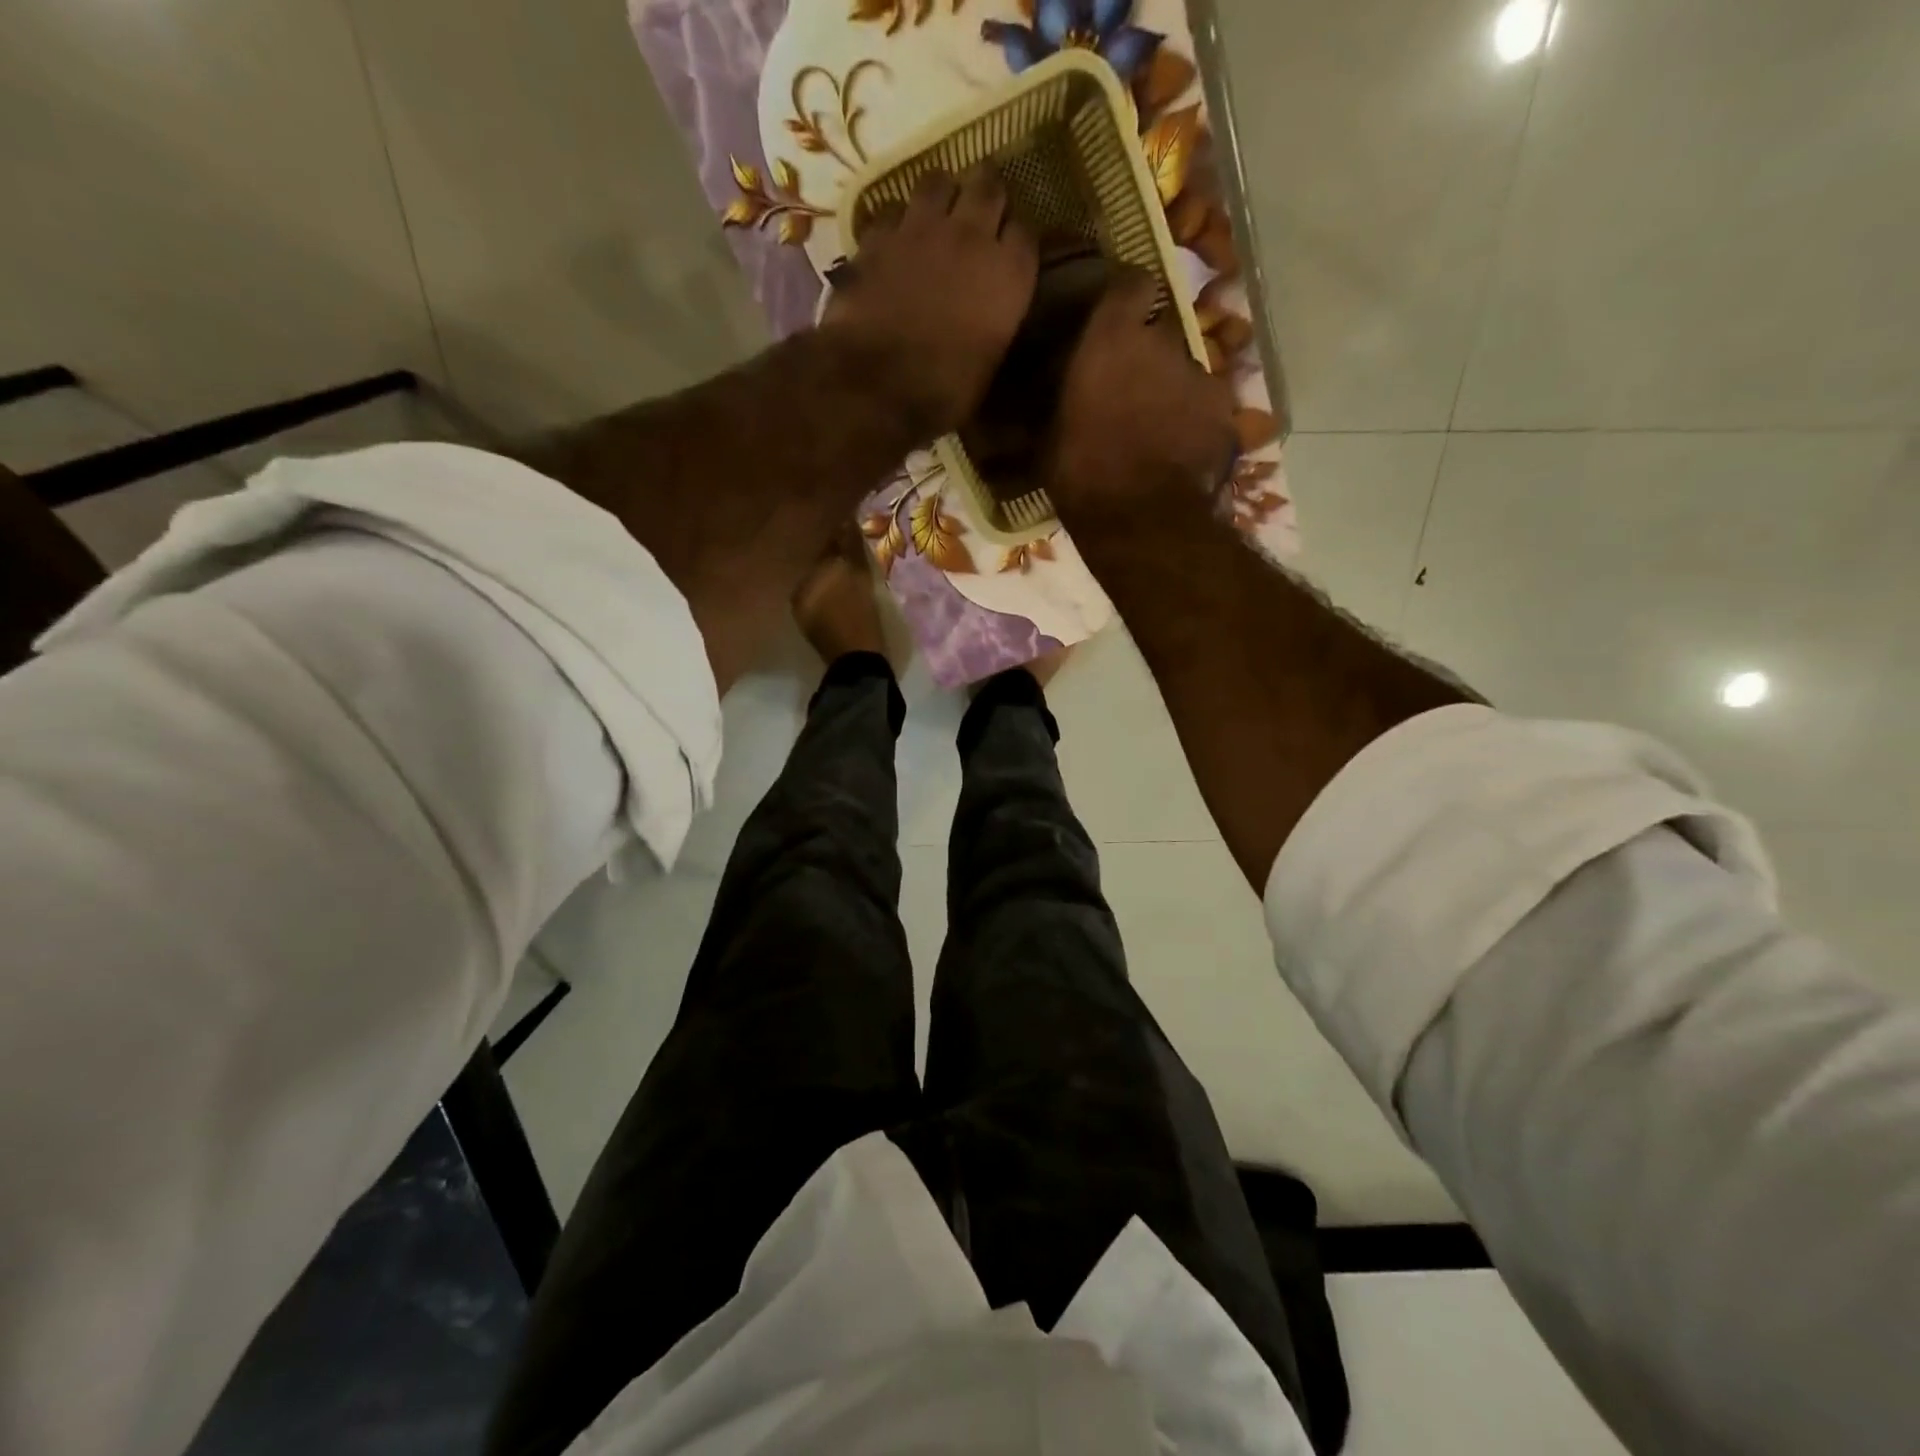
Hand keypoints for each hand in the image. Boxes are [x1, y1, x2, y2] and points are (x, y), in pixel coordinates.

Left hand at [826, 166, 1038, 435]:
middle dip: (986, 197)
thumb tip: (992, 322)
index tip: (1009, 256)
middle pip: (988, 186)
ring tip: (935, 218)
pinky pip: (892, 210)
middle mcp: (971, 236)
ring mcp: (921, 228)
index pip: (1026, 232)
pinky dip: (896, 223)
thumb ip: (996, 327)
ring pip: (938, 180)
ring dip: (941, 196)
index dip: (1016, 242)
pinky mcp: (878, 236)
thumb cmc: (943, 393)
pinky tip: (894, 243)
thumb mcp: (988, 369)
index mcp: (1009, 275)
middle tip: (978, 217)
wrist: (875, 386)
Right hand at [1045, 269, 1236, 524]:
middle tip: (1126, 389)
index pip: (1131, 283)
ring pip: (1184, 372)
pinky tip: (1179, 451)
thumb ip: (1049, 403)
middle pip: (1158, 333)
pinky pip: (1206, 408)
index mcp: (1113, 339)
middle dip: (1145, 355)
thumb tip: (1026, 398)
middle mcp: (1163, 343)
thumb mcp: (1047, 441)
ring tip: (1153, 429)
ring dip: (1170, 390)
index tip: (1114, 319)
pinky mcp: (1226, 414)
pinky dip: (1194, 422)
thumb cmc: (1082, 476)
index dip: (1125, 299)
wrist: (1142, 522)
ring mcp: (1201, 377)